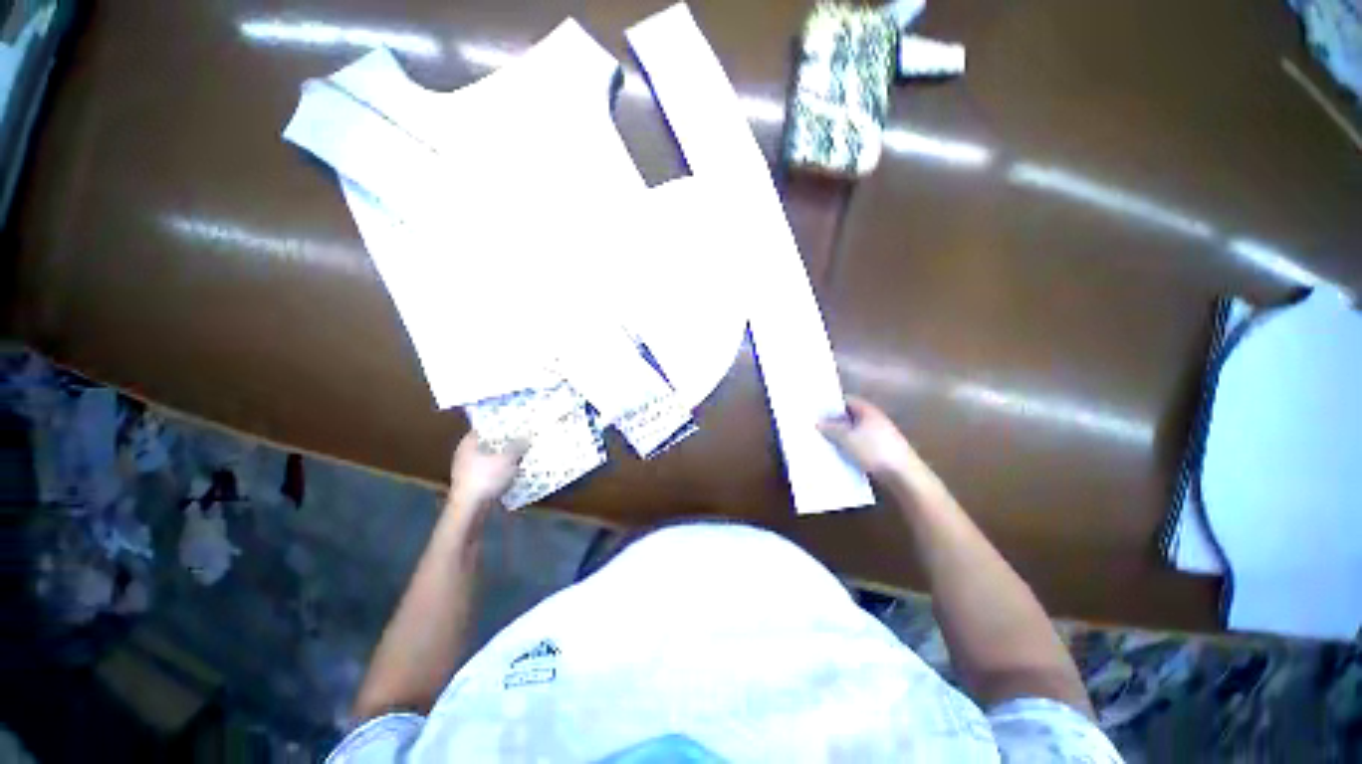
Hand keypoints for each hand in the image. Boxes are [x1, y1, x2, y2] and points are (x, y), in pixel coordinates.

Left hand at [447, 432, 527, 514]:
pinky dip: (500, 469)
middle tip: (523, 438)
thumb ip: (518, 446)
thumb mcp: (508, 459)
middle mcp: (465, 453)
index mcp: (469, 442)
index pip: (486, 427)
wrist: (469, 508)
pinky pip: (490, 470)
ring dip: (504, 457)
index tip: (517, 424)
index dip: (501, 425)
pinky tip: (513, 470)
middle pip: (489, 442)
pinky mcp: (472, 482)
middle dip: (505, 442)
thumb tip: (526, 437)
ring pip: (490, 457)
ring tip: (522, 453)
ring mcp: (467, 469)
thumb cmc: (486, 477)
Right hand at [818, 396, 924, 481]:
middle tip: (816, 426)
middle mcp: (875, 420)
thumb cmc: (874, 450)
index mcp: (868, 410)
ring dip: (842, 436)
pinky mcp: (881, 451)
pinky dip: (849, 447)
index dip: (832, 404)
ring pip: (855, 431)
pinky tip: (839, 454)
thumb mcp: (847, 438)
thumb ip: (832, 428)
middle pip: (850, 416)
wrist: (904, 475)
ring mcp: (879, 436)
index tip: (817, 410)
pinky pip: (860, 444)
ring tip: (824, 441)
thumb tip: (818, 422)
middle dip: (835, 421)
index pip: (847, 400)